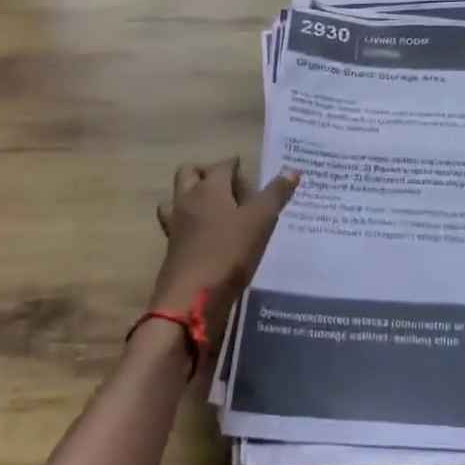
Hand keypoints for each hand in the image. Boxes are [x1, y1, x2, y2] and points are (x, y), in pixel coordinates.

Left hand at [152, 160, 298, 328]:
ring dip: (192, 198)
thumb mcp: (261, 221)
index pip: (223, 165)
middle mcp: (187, 200)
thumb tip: (292, 169)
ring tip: (216, 211)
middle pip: (190, 173)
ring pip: (177, 199)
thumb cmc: (228, 252)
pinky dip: (190, 225)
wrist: (190, 299)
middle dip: (208, 174)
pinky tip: (207, 238)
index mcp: (209, 187)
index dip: (237, 166)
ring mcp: (175, 225)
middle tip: (231, 190)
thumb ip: (276, 194)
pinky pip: (177, 226)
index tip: (251, 176)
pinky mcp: (171, 249)